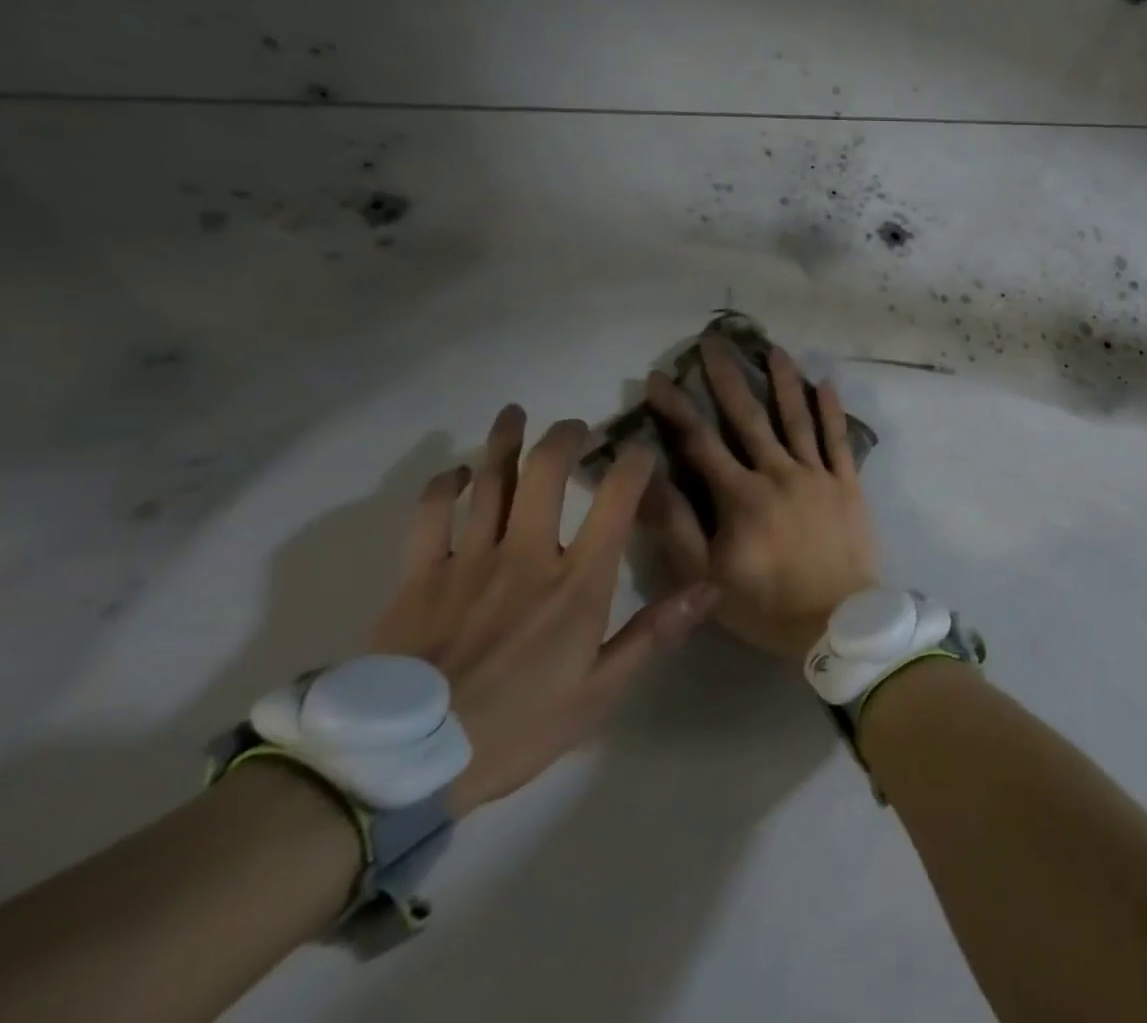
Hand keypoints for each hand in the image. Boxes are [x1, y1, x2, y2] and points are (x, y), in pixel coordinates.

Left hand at [368, 405, 718, 816]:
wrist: (400, 767)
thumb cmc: (516, 728)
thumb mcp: (599, 692)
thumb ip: (654, 632)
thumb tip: (710, 587)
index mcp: (577, 582)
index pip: (616, 501)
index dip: (633, 464)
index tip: (641, 448)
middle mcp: (527, 555)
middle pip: (545, 473)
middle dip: (564, 438)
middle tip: (576, 426)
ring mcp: (468, 561)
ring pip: (488, 482)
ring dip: (504, 442)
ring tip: (514, 414)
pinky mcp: (418, 578)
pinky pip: (430, 516)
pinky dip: (443, 487)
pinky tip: (455, 473)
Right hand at [640, 336, 878, 662]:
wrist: (837, 621)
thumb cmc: (766, 605)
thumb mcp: (705, 578)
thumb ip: (676, 527)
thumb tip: (646, 479)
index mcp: (741, 496)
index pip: (700, 442)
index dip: (676, 408)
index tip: (657, 377)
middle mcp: (779, 473)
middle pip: (750, 417)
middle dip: (728, 377)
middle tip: (714, 342)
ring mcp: (817, 474)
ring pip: (798, 418)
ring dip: (784, 381)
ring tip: (773, 349)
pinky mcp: (848, 482)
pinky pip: (839, 439)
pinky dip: (832, 410)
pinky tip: (826, 383)